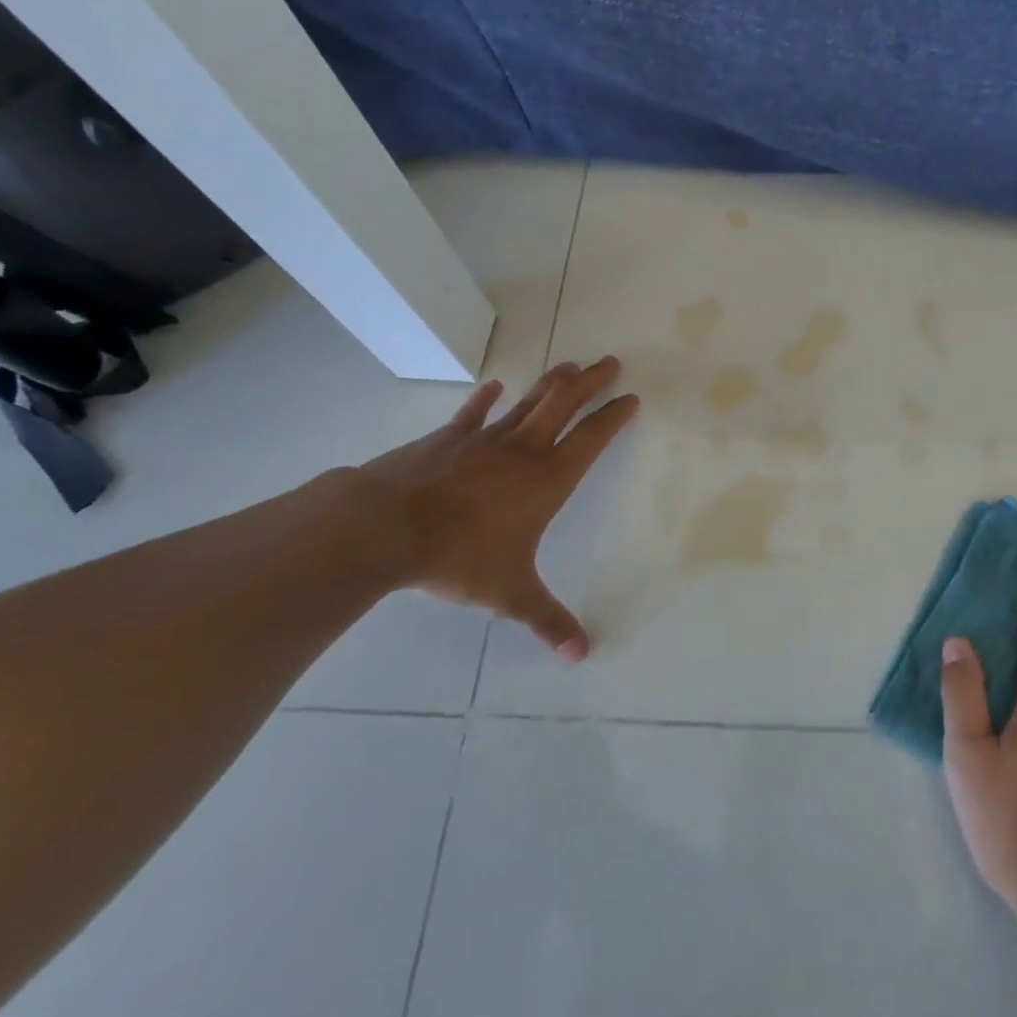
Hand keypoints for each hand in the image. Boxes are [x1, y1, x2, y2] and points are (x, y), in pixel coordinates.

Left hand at [359, 356, 638, 660]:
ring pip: (528, 402)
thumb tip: (581, 655)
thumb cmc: (459, 557)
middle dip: (591, 382)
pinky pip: (473, 413)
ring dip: (552, 382)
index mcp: (547, 480)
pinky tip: (495, 385)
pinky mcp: (447, 439)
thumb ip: (546, 620)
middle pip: (564, 404)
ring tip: (571, 363)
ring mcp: (484, 440)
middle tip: (610, 362)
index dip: (613, 417)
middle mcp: (523, 450)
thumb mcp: (509, 593)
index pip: (591, 439)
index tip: (630, 398)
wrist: (386, 527)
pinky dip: (486, 399)